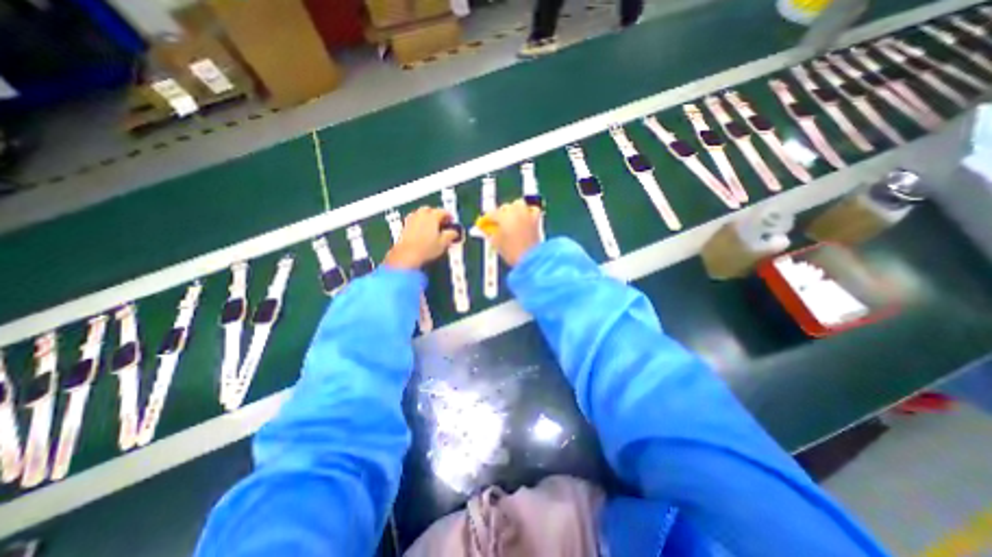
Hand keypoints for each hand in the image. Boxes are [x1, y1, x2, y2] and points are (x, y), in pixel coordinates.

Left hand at [380, 207, 459, 268]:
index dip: (449, 215)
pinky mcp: (405, 227)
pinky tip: (420, 228)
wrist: (408, 254)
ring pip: (420, 213)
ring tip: (431, 224)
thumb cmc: (425, 248)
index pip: (443, 211)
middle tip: (441, 221)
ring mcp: (411, 220)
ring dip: (426, 216)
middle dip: (436, 213)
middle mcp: (421, 216)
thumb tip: (454, 233)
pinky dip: (418, 221)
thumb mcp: (443, 243)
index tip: (451, 220)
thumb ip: (451, 235)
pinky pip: (412, 219)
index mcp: (432, 217)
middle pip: (430, 209)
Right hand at [483, 200, 538, 266]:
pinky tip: (526, 217)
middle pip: (505, 207)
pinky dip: (528, 212)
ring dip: (514, 209)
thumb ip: (490, 234)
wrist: (531, 259)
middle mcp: (515, 212)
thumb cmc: (512, 252)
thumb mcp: (497, 244)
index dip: (487, 219)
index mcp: (503, 217)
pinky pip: (533, 210)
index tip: (484, 224)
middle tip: (498, 223)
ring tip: (512, 218)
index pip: (492, 214)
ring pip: (519, 204)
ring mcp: (527, 214)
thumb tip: (487, 230)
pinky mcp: (536, 220)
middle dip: (501, 214)